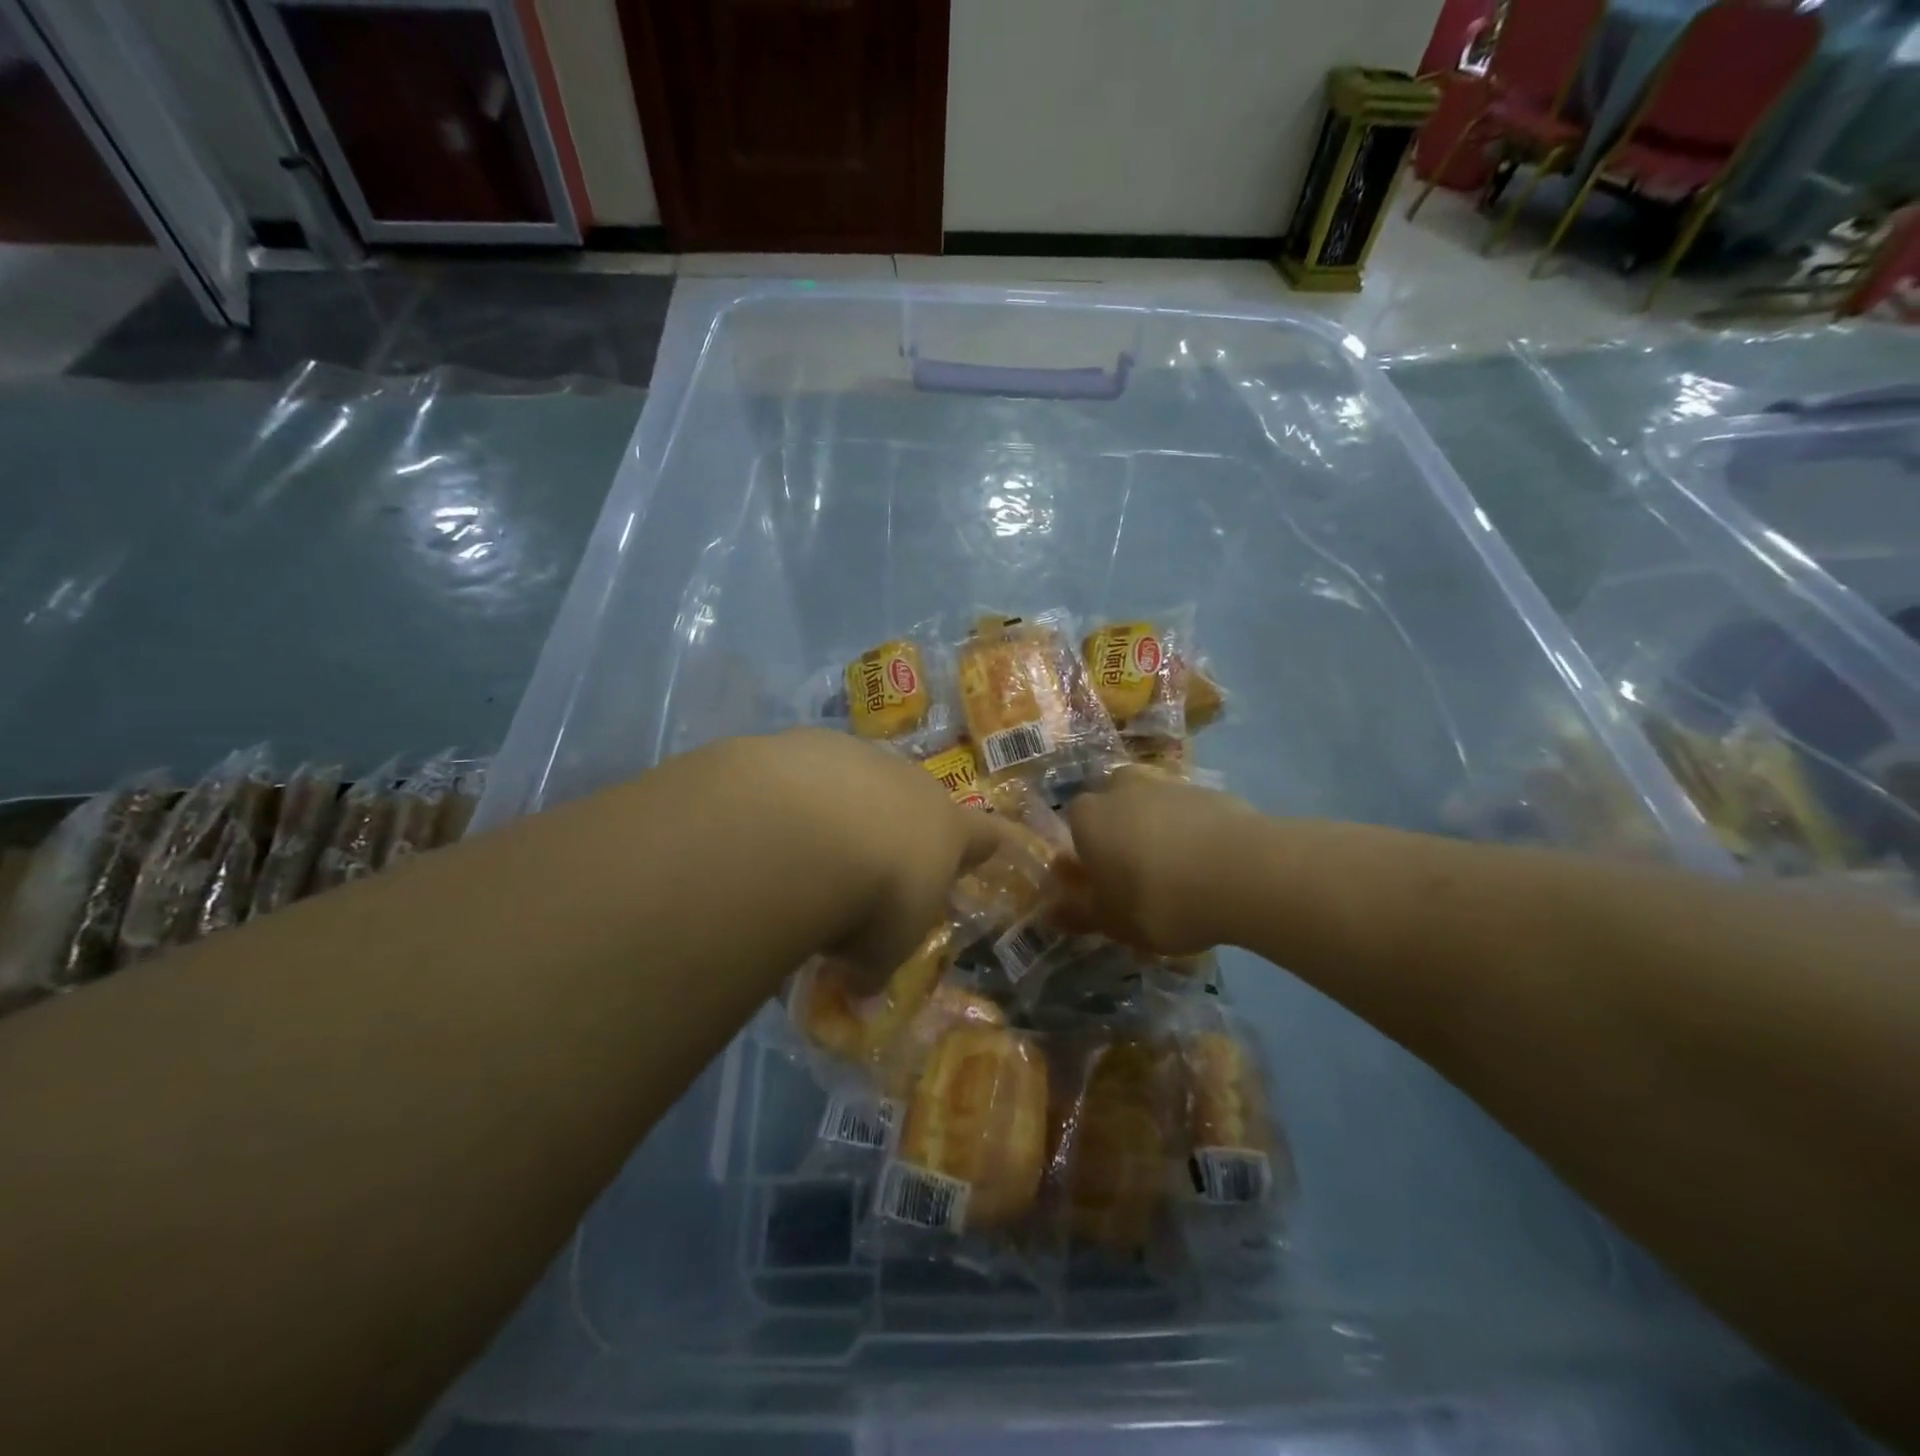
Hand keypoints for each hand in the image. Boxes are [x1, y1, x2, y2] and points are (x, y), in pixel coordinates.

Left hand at [700, 730, 1004, 985]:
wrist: (808, 833)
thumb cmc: (873, 899)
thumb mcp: (884, 948)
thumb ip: (877, 960)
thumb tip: (862, 987)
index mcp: (948, 829)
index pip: (985, 834)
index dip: (986, 844)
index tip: (988, 848)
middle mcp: (912, 783)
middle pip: (916, 802)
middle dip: (898, 829)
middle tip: (869, 867)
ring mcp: (862, 756)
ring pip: (859, 781)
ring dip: (844, 809)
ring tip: (809, 848)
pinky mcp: (810, 742)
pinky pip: (808, 772)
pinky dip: (797, 796)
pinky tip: (773, 824)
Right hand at [1063, 768, 1259, 955]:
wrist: (1241, 873)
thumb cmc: (1157, 899)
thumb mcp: (1111, 921)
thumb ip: (1078, 913)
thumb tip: (1051, 912)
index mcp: (1089, 816)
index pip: (1074, 825)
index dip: (1087, 854)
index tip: (1103, 883)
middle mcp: (1122, 789)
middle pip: (1114, 809)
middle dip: (1121, 834)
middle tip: (1138, 875)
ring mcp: (1169, 786)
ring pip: (1153, 808)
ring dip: (1159, 833)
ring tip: (1180, 876)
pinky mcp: (1212, 792)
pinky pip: (1191, 814)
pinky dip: (1194, 834)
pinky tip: (1211, 867)